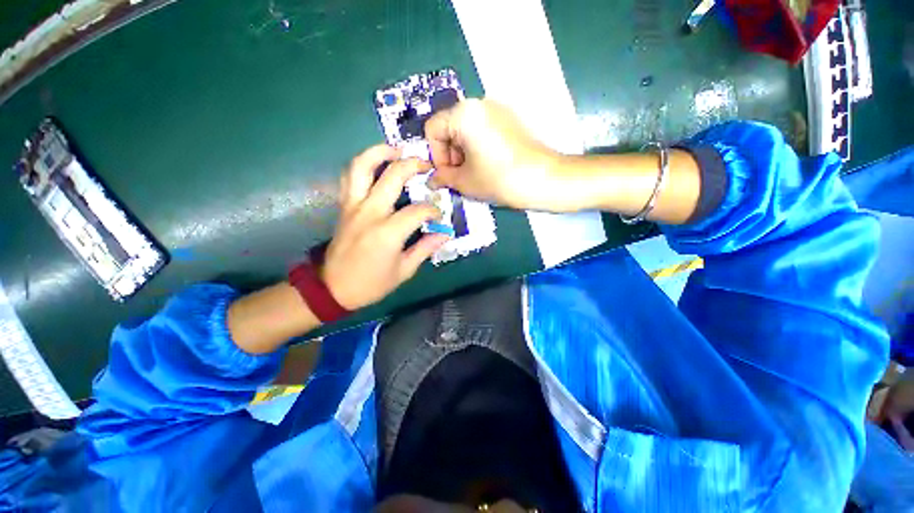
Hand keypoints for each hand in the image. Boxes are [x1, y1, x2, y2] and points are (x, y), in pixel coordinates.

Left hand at [321, 145, 448, 309]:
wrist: (333, 288)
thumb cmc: (372, 283)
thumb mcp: (404, 270)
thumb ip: (426, 248)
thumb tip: (445, 234)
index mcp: (388, 231)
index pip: (419, 210)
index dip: (433, 211)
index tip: (439, 216)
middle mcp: (370, 212)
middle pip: (393, 176)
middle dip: (413, 165)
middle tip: (426, 164)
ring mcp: (353, 206)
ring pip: (362, 166)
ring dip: (379, 152)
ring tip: (396, 149)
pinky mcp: (344, 206)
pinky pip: (350, 177)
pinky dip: (363, 165)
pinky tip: (375, 166)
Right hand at [424, 98, 562, 209]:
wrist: (543, 179)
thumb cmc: (498, 179)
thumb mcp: (465, 182)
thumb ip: (443, 178)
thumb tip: (431, 180)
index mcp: (464, 113)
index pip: (433, 130)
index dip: (436, 156)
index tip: (447, 175)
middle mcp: (479, 103)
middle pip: (450, 127)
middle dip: (450, 155)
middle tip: (460, 177)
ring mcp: (497, 110)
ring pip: (466, 130)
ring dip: (463, 153)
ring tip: (474, 174)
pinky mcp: (509, 120)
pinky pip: (482, 130)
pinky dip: (477, 148)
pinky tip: (487, 166)